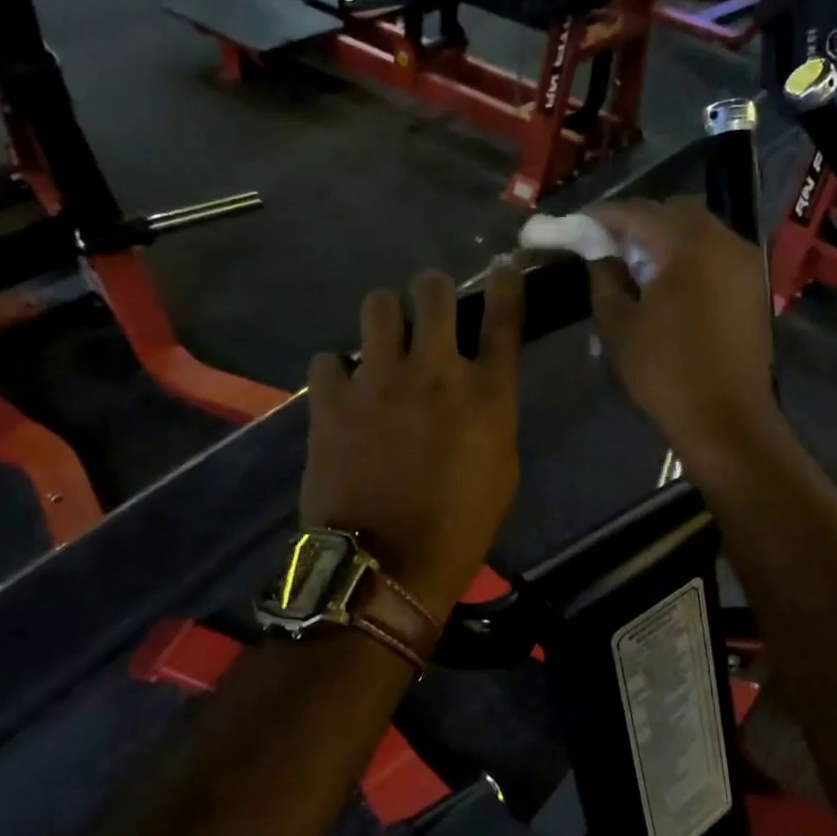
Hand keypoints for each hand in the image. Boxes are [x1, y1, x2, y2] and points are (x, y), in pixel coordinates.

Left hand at [301, 267, 524, 623]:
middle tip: (428, 310)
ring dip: (385, 317)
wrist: (386, 567)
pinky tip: (343, 392)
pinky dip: (338, 371)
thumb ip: (493, 415)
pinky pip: (329, 358)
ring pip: (377, 304)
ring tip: (383, 342)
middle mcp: (435, 371)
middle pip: (433, 290)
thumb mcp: (501, 470)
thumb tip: (475, 387)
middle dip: (433, 291)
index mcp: (487, 393)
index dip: (507, 283)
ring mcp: (378, 380)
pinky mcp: (331, 400)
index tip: (503, 268)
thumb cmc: (459, 528)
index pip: (504, 316)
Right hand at [585, 199, 778, 470]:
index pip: (637, 212)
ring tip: (632, 268)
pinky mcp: (753, 287)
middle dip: (635, 225)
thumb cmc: (665, 373)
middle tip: (604, 248)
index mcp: (688, 245)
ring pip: (697, 233)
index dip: (600, 217)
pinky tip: (664, 285)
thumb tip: (600, 254)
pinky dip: (687, 259)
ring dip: (663, 241)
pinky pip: (714, 256)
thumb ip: (604, 279)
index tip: (573, 227)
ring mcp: (745, 264)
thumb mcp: (618, 326)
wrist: (726, 420)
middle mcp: (724, 241)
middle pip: (672, 214)